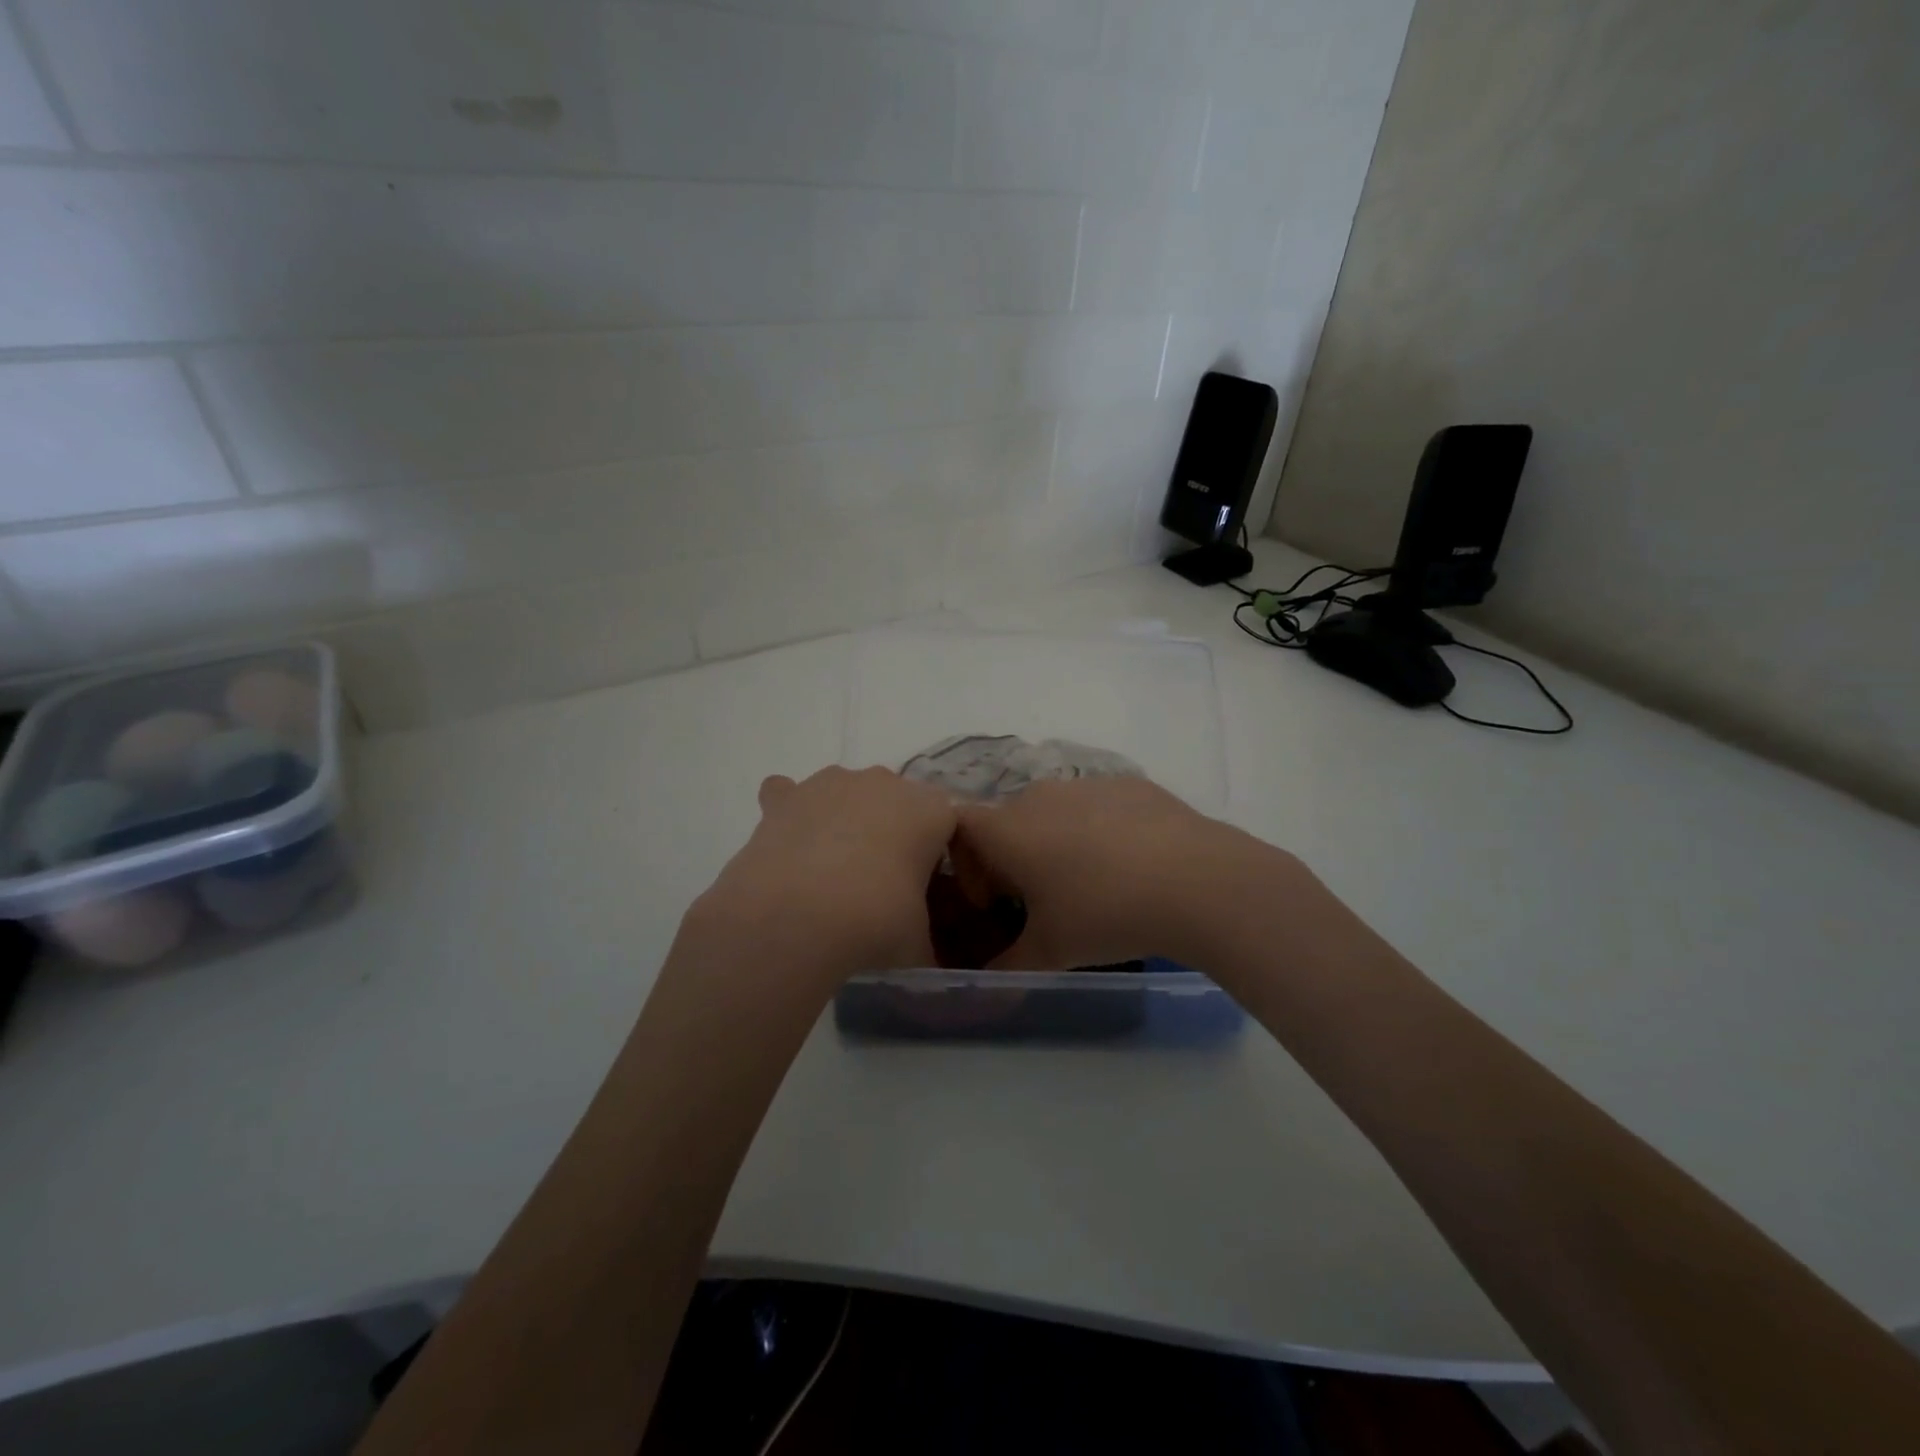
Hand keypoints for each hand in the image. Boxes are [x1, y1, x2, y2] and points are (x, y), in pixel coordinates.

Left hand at [687, 766, 957, 986]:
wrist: (794, 919)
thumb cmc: (874, 922)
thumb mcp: (918, 943)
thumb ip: (927, 941)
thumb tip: (924, 959)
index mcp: (930, 810)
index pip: (948, 822)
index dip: (940, 856)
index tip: (929, 892)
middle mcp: (884, 783)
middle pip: (897, 803)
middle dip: (892, 833)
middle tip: (882, 883)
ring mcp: (831, 783)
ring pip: (846, 793)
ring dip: (844, 819)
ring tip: (833, 870)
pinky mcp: (785, 796)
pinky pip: (790, 794)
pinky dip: (792, 814)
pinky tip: (790, 845)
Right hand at [952, 777, 1277, 970]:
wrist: (1197, 880)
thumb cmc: (1106, 913)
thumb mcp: (1050, 952)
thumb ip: (1005, 966)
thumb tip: (985, 982)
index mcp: (1008, 829)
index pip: (959, 829)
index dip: (967, 866)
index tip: (996, 903)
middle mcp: (1038, 795)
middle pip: (1006, 822)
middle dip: (1011, 859)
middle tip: (1042, 902)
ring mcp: (1085, 783)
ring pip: (1052, 812)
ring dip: (1054, 843)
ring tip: (1091, 884)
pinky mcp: (1127, 783)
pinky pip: (1094, 806)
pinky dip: (1096, 830)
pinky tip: (1130, 864)